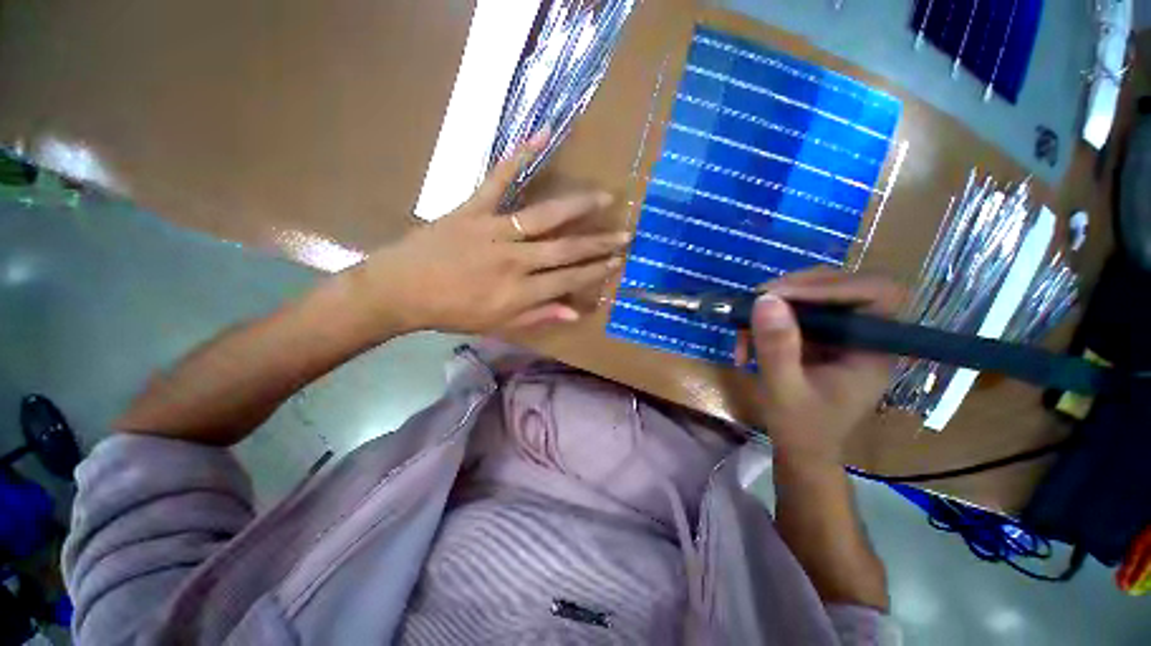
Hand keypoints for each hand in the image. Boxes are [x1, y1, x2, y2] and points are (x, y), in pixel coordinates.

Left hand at [352, 132, 629, 334]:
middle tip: (626, 234)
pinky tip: (543, 135)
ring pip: (545, 216)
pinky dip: (521, 155)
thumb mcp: (497, 324)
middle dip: (599, 243)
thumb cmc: (452, 312)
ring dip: (579, 206)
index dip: (595, 271)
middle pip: (566, 250)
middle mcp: (515, 261)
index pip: (569, 280)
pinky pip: (500, 179)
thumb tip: (575, 312)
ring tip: (605, 198)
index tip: (616, 262)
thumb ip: (538, 316)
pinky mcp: (474, 208)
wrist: (401, 290)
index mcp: (520, 292)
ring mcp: (494, 231)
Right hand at [740, 269, 903, 464]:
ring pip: (813, 294)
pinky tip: (746, 339)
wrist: (800, 449)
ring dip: (773, 305)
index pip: (875, 294)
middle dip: (793, 290)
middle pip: (840, 285)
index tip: (780, 295)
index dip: (832, 285)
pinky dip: (766, 318)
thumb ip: (777, 347)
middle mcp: (863, 334)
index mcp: (873, 350)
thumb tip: (764, 299)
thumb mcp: (783, 390)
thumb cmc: (801, 429)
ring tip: (742, 328)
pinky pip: (795, 310)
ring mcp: (840, 333)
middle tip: (755, 302)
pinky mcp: (820, 336)